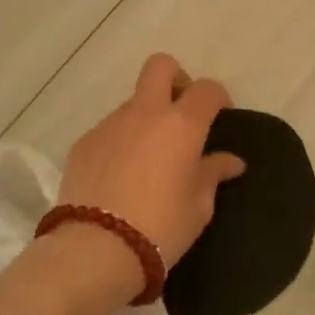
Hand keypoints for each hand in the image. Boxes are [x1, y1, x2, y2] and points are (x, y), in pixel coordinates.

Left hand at [57, 53, 247, 266]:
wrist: (96, 249)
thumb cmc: (161, 228)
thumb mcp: (198, 206)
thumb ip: (213, 174)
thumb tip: (230, 161)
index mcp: (181, 125)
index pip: (207, 89)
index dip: (218, 97)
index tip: (220, 117)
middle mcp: (145, 113)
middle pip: (160, 66)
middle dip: (175, 79)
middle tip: (181, 113)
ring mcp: (110, 124)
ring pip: (133, 102)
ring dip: (145, 117)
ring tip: (148, 158)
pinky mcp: (84, 142)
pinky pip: (109, 130)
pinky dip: (121, 141)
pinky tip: (120, 175)